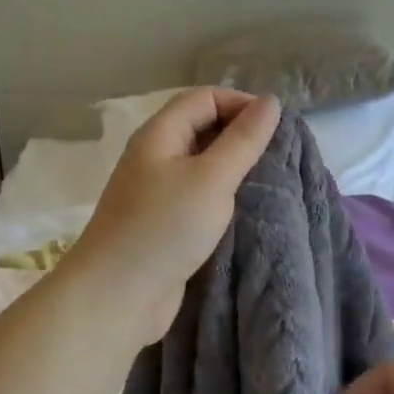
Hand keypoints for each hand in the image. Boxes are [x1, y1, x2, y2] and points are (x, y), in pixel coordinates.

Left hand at [65, 87, 280, 345]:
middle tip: (277, 154)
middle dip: (239, 134)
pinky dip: (220, 195)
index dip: (241, 103)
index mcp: (159, 134)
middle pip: (200, 127)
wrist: (117, 296)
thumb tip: (270, 102)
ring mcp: (155, 191)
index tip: (277, 128)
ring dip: (232, 167)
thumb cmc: (165, 228)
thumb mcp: (212, 178)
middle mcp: (154, 156)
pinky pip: (195, 195)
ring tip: (266, 180)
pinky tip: (241, 209)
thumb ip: (243, 140)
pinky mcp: (161, 223)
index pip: (204, 98)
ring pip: (200, 164)